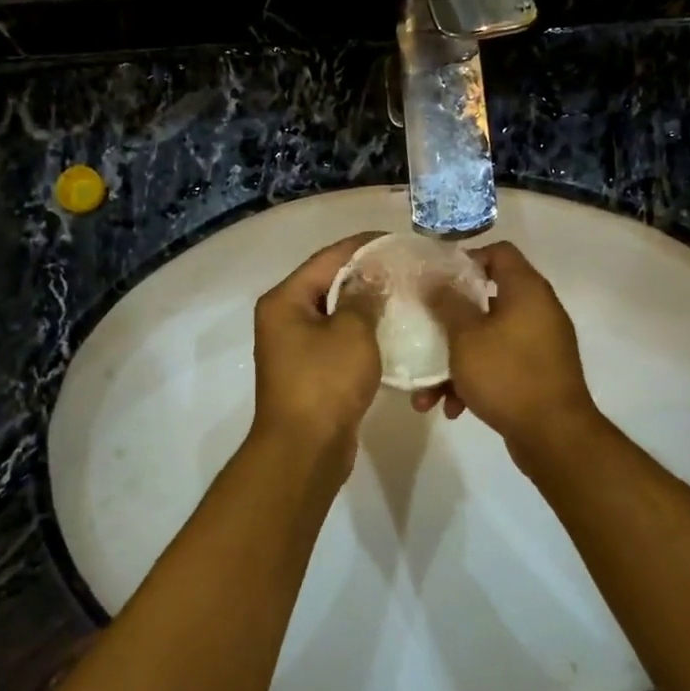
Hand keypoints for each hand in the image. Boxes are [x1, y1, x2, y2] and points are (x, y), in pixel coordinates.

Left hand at [251, 232, 383, 466]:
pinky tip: (391, 332)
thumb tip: (372, 277)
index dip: (363, 246)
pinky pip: (338, 341)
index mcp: (285, 300)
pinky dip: (361, 334)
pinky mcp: (310, 372)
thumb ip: (363, 297)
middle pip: (328, 284)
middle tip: (405, 269)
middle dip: (366, 275)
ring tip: (404, 296)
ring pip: (335, 314)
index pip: (327, 258)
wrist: (305, 450)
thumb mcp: (351, 332)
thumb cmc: (325, 382)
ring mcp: (295, 347)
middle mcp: (284, 318)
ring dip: (365, 306)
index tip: (397, 240)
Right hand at [414, 241, 601, 453]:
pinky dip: (474, 380)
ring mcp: (539, 344)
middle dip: (449, 322)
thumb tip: (436, 280)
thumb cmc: (506, 375)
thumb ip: (448, 303)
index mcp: (526, 290)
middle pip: (486, 299)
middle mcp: (537, 310)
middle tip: (424, 331)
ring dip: (455, 362)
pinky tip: (452, 408)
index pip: (499, 252)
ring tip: (426, 393)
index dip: (466, 259)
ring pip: (487, 339)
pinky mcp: (537, 374)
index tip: (436, 280)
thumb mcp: (466, 336)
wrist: (554, 436)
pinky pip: (499, 366)